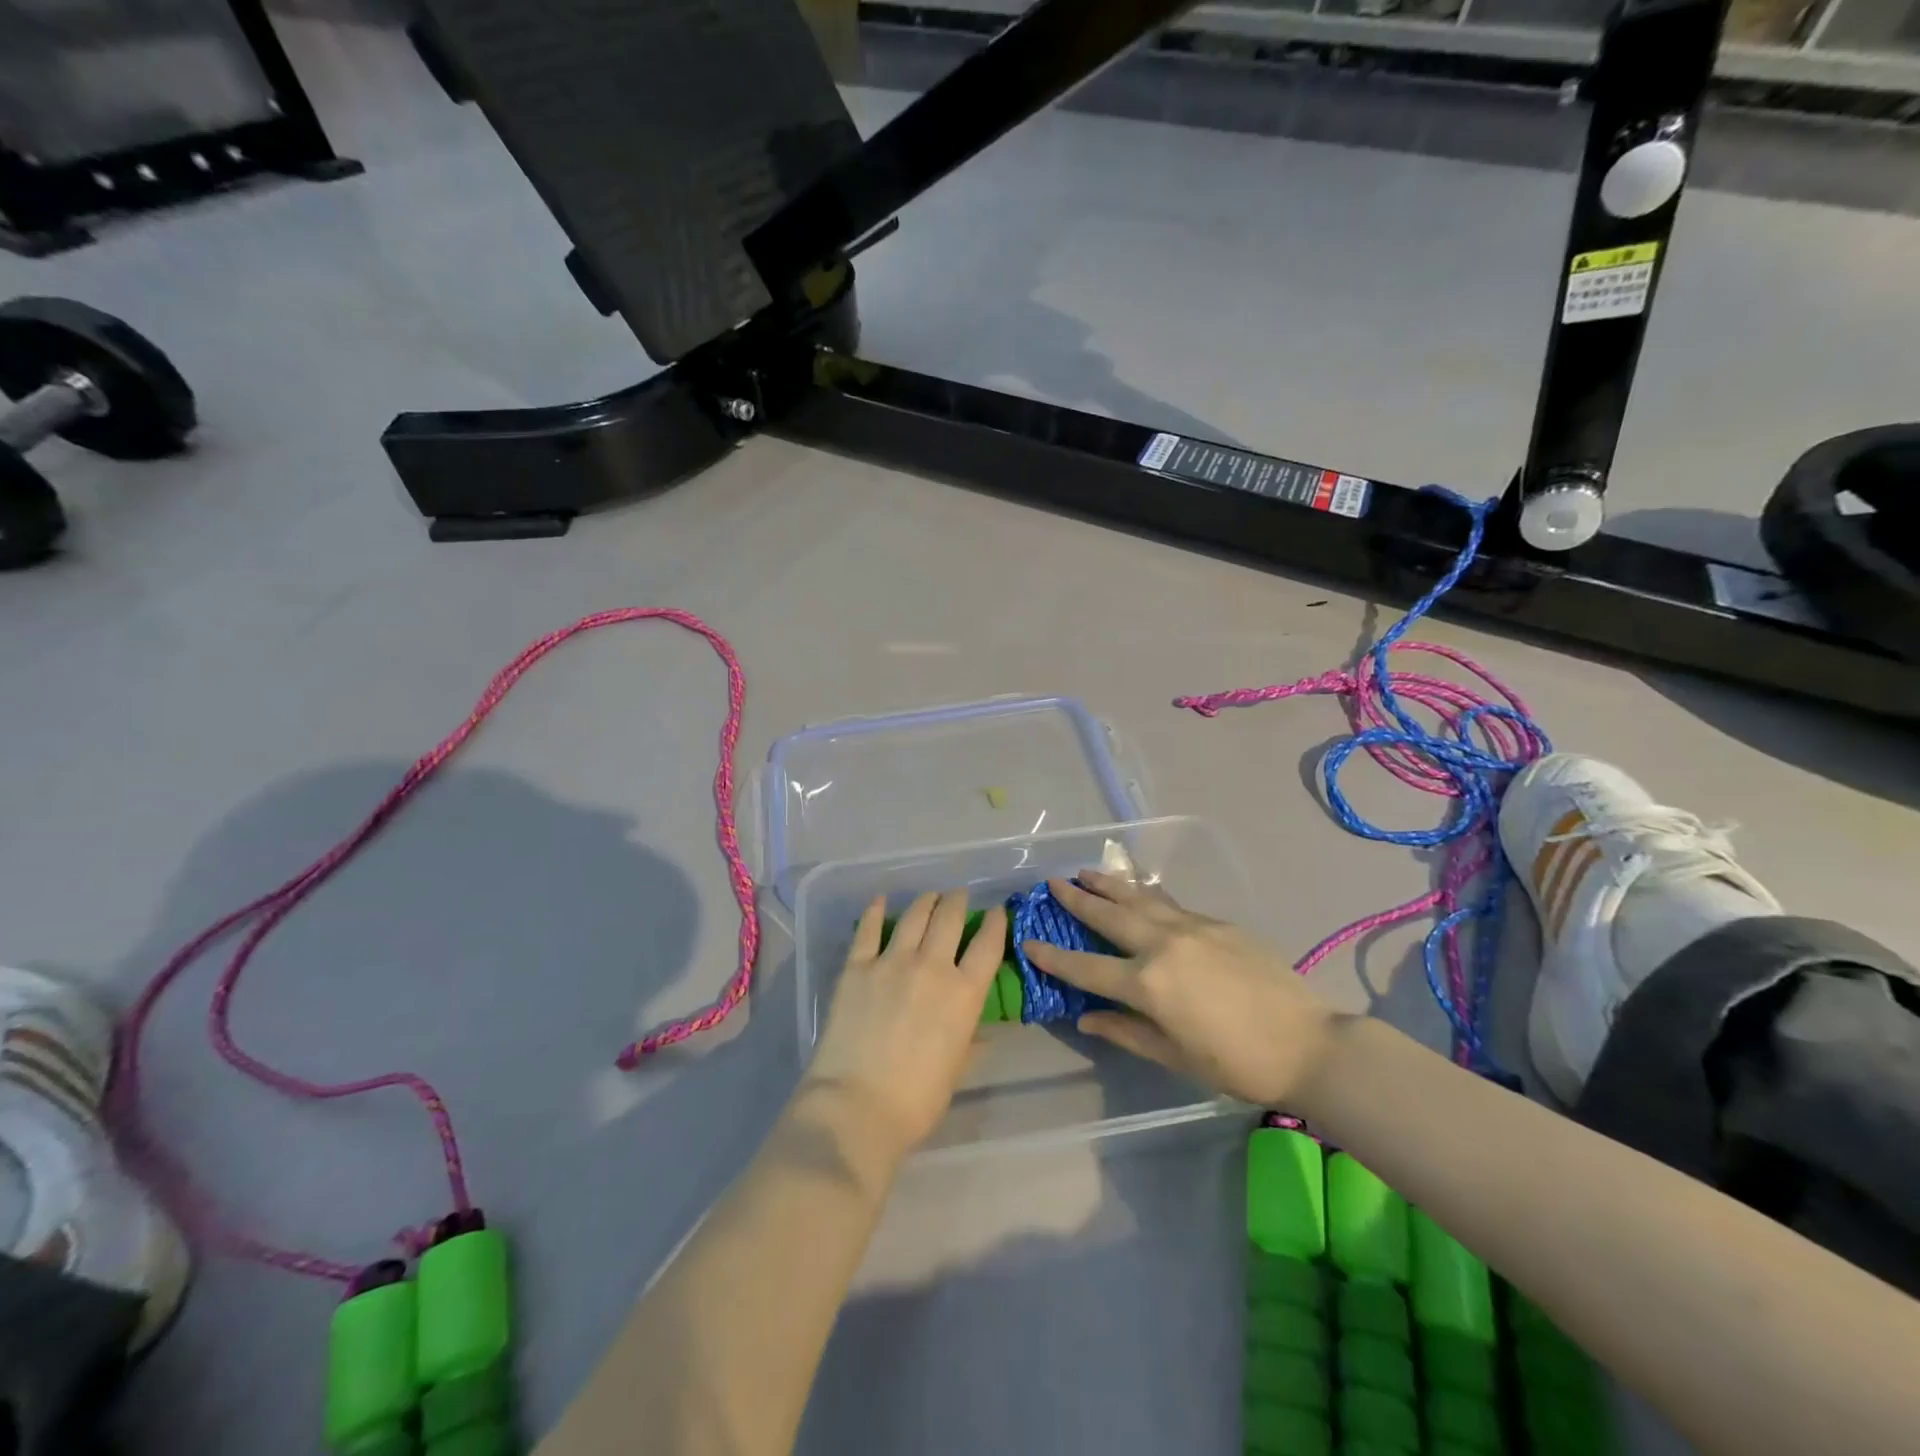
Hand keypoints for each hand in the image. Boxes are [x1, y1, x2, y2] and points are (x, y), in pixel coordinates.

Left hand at [805, 890, 1006, 1154]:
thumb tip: (981, 1031)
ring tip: (930, 896)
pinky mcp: (857, 966)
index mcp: (964, 994)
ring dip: (926, 901)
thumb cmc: (917, 1100)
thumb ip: (969, 1041)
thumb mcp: (956, 1070)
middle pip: (949, 919)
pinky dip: (876, 911)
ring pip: (914, 916)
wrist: (857, 1105)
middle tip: (959, 896)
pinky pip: (868, 929)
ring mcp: (891, 962)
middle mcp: (932, 967)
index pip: (987, 946)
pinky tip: (881, 901)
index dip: (995, 924)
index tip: (996, 912)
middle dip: (958, 902)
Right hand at [1023, 871, 1336, 1107]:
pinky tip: (1138, 891)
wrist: (1308, 1043)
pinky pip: (1170, 903)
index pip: (1086, 967)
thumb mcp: (1174, 1057)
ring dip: (1109, 884)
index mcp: (1148, 984)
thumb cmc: (1236, 1063)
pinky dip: (1145, 895)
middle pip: (1109, 916)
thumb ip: (1125, 1032)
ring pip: (1139, 898)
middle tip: (1053, 883)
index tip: (1028, 940)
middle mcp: (1163, 945)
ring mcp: (1192, 928)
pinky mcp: (1217, 923)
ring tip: (1085, 871)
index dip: (1053, 956)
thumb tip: (1085, 1018)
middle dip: (1077, 899)